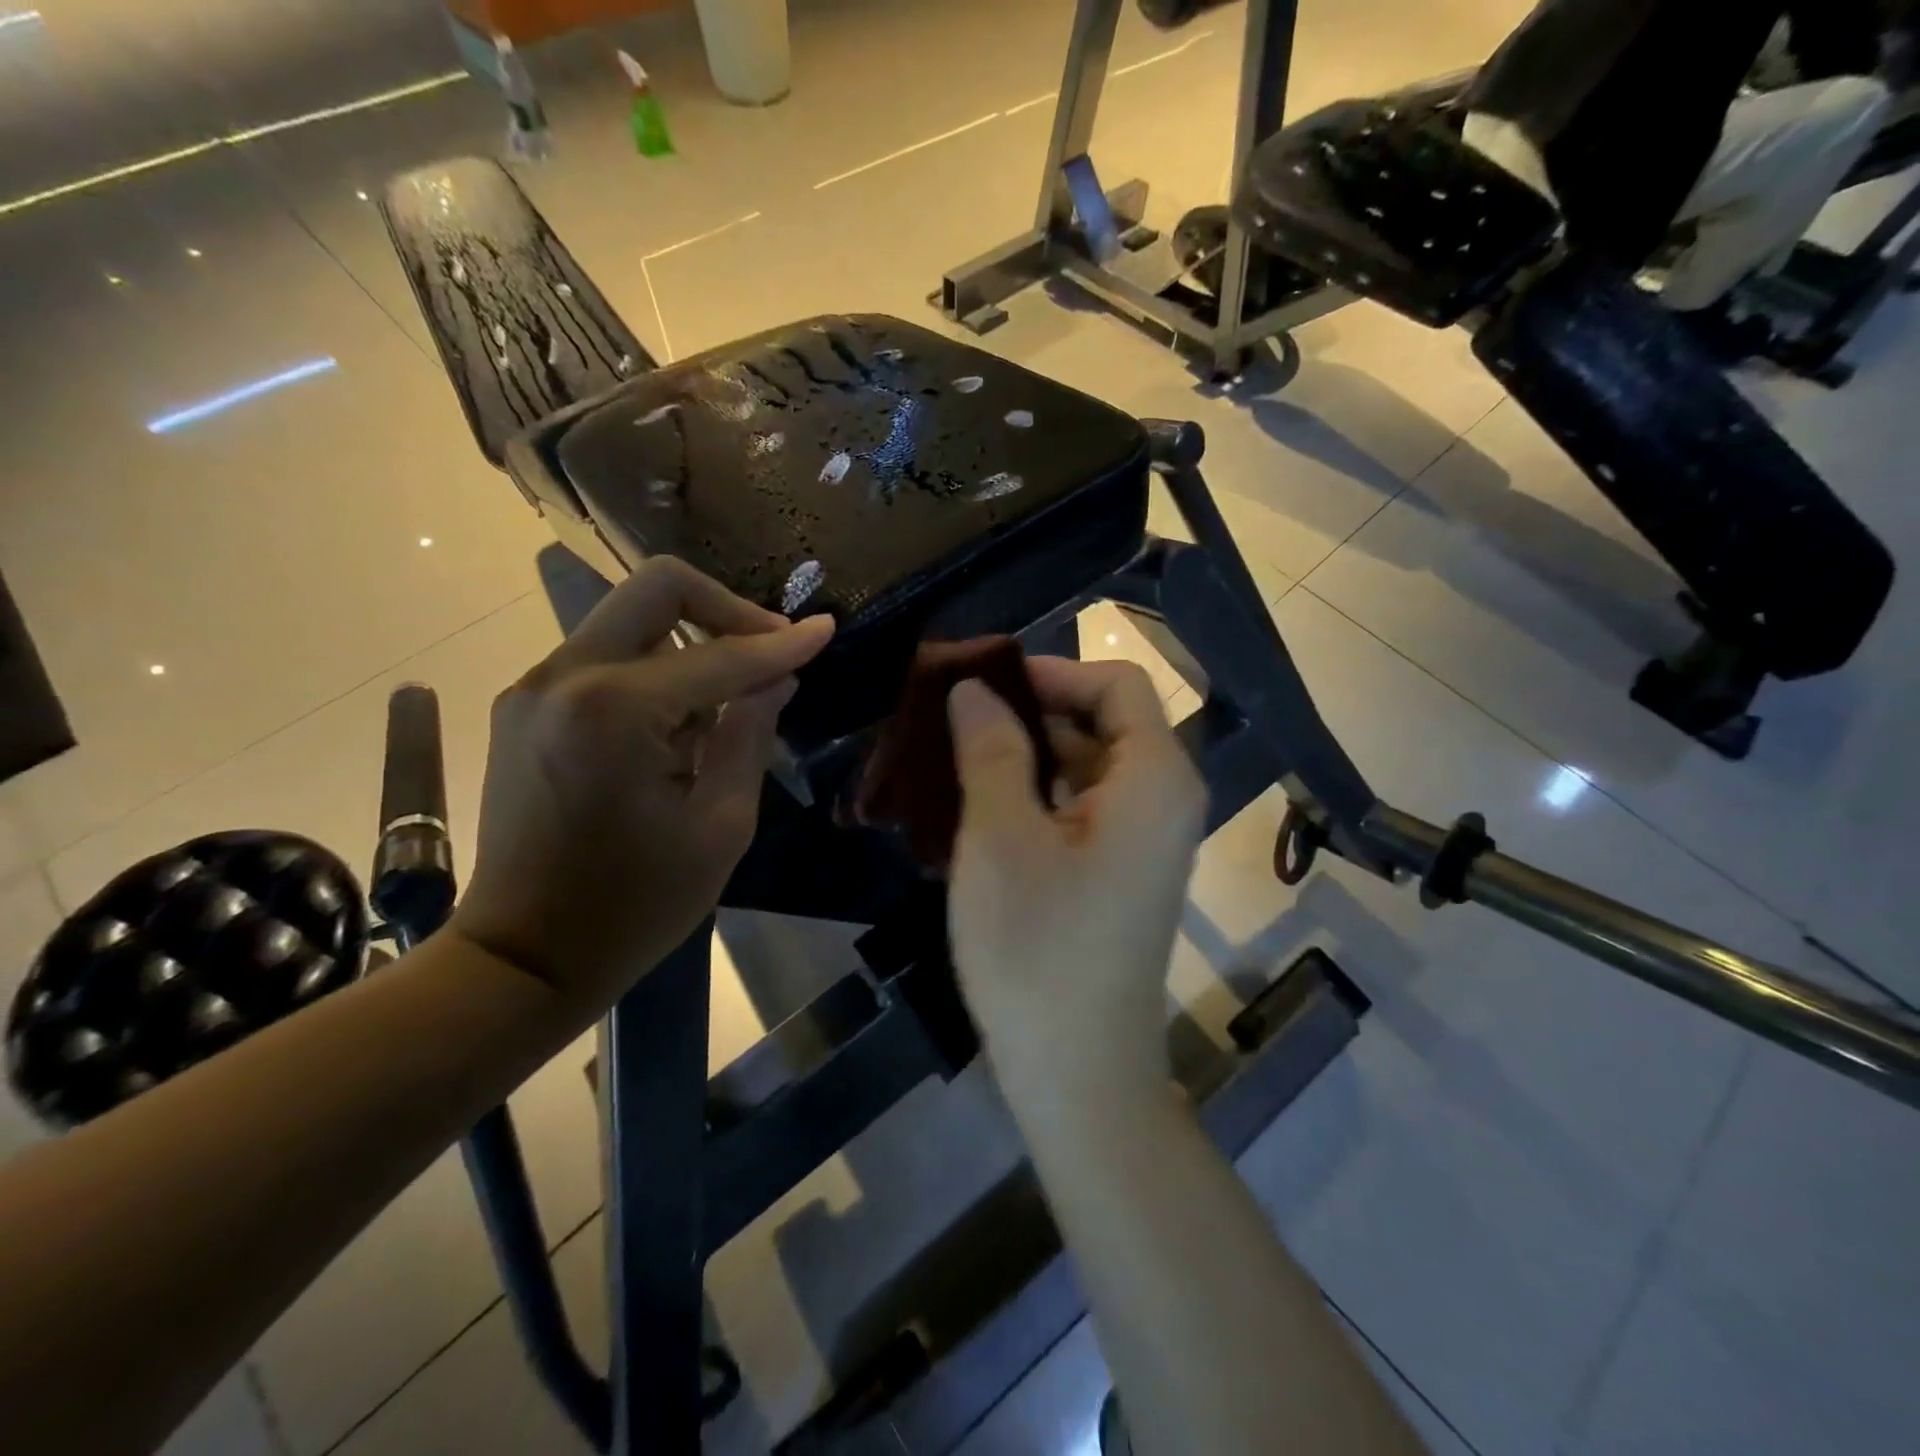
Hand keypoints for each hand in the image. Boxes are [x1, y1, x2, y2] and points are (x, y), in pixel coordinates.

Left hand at [452, 558, 833, 1006]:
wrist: (524, 956)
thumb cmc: (635, 905)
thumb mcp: (720, 826)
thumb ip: (750, 735)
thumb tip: (777, 678)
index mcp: (615, 709)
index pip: (720, 655)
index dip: (781, 643)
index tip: (826, 630)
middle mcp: (564, 676)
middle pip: (656, 588)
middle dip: (727, 609)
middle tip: (770, 649)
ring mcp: (535, 687)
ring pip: (630, 620)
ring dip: (690, 644)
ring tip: (726, 708)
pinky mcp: (524, 706)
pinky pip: (605, 657)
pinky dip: (653, 669)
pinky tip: (677, 725)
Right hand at [946, 658, 1206, 1105]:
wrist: (1077, 1073)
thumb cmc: (1038, 948)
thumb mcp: (1001, 836)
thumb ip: (992, 748)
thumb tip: (973, 689)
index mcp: (1155, 777)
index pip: (1115, 683)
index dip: (1049, 672)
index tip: (980, 686)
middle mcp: (1164, 800)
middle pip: (1103, 722)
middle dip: (1029, 712)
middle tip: (953, 721)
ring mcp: (1144, 842)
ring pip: (1087, 767)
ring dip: (1025, 756)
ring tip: (954, 760)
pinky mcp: (1120, 874)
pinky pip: (1082, 809)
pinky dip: (1036, 796)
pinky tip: (979, 809)